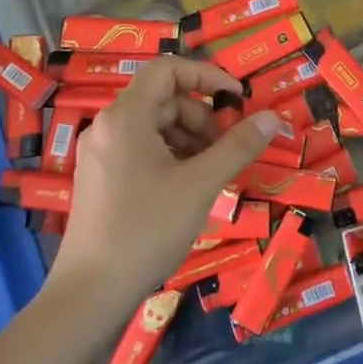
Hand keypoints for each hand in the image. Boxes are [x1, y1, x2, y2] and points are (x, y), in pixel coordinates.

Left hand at [51, 58, 283, 313]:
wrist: (90, 294)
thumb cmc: (146, 229)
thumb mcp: (201, 184)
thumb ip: (238, 146)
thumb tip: (272, 117)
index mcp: (125, 117)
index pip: (168, 69)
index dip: (207, 75)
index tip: (237, 99)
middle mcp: (107, 126)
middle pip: (163, 99)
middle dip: (202, 117)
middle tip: (228, 148)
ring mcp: (100, 154)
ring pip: (154, 126)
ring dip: (190, 138)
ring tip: (212, 172)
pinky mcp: (100, 179)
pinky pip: (141, 149)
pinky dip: (171, 156)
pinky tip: (189, 187)